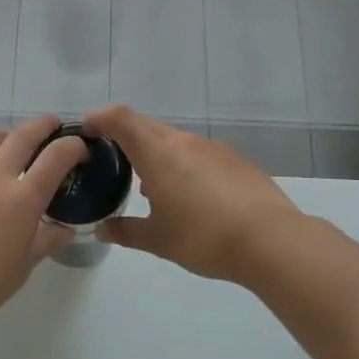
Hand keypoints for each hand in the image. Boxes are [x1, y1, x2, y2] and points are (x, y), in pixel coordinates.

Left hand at [0, 116, 87, 332]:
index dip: (72, 146)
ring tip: (12, 145)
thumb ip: (46, 241)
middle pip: (23, 135)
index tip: (79, 147)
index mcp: (22, 199)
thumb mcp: (22, 268)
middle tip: (52, 126)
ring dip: (7, 135)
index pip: (56, 157)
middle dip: (43, 125)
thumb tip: (65, 229)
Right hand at [83, 105, 301, 284]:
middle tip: (112, 160)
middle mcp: (184, 142)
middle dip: (125, 137)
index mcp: (158, 154)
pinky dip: (183, 165)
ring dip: (156, 154)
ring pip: (175, 141)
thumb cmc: (203, 237)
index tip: (87, 129)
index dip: (100, 118)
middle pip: (147, 126)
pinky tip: (190, 196)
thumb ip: (126, 232)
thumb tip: (102, 230)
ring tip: (151, 186)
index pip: (121, 119)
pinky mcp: (237, 161)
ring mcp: (213, 149)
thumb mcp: (158, 240)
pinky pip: (199, 154)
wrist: (271, 240)